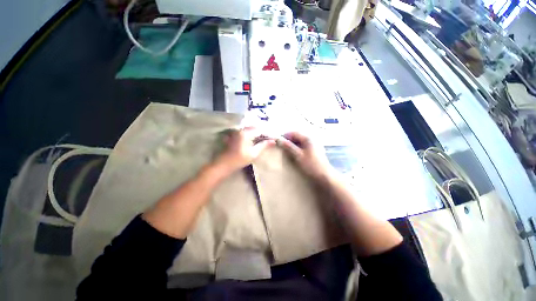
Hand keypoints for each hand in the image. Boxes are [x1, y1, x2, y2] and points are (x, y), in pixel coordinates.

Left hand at [214, 127, 275, 173]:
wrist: (224, 164)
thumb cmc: (240, 159)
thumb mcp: (254, 153)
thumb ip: (263, 145)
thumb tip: (273, 141)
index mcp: (246, 133)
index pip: (260, 130)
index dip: (268, 134)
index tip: (273, 138)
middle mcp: (241, 130)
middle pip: (255, 128)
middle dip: (262, 133)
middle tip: (269, 139)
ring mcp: (236, 132)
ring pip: (250, 130)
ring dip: (257, 134)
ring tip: (263, 139)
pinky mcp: (234, 135)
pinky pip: (245, 132)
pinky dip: (251, 135)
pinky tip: (254, 140)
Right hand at [278, 132, 334, 180]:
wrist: (324, 176)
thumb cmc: (311, 165)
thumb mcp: (298, 156)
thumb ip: (288, 147)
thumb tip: (279, 140)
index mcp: (308, 138)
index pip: (294, 133)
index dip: (285, 136)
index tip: (278, 141)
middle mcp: (311, 139)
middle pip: (297, 136)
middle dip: (288, 140)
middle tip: (281, 146)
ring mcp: (314, 145)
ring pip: (300, 141)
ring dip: (293, 144)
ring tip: (286, 151)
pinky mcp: (314, 150)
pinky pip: (303, 146)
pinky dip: (297, 148)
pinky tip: (294, 154)